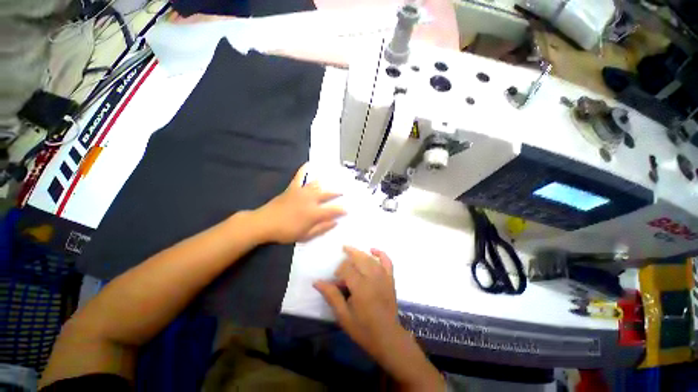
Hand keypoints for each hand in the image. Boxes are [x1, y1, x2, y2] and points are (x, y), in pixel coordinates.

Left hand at [254, 163, 345, 243]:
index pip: (333, 210)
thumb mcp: (306, 235)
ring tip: (332, 181)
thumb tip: (335, 222)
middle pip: (327, 194)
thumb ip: (322, 228)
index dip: (341, 210)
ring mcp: (301, 192)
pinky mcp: (292, 189)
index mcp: (314, 213)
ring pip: (316, 185)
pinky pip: (299, 177)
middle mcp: (310, 199)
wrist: (264, 223)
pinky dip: (303, 170)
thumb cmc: (286, 232)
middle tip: (343, 192)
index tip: (348, 209)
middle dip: (336, 193)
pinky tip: (307, 164)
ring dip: (325, 183)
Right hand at [314, 247, 444, 389]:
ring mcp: (384, 277)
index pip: (347, 268)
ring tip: (351, 250)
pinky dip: (381, 254)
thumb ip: (331, 296)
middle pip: (360, 258)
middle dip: (350, 253)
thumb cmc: (363, 329)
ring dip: (360, 253)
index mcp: (360, 287)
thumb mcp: (343, 316)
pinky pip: (387, 261)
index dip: (339, 270)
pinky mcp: (391, 279)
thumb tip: (317, 282)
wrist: (388, 338)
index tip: (335, 279)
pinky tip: (373, 250)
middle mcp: (373, 278)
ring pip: (370, 258)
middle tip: (342, 251)